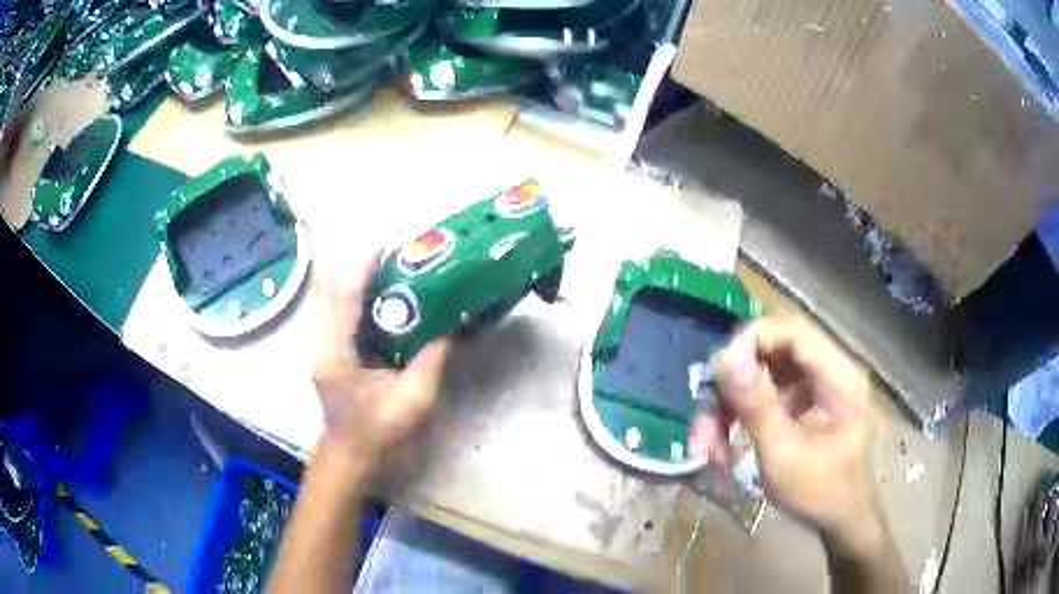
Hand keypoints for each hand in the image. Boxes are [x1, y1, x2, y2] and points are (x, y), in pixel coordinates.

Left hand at [311, 254, 448, 475]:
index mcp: (336, 353)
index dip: (363, 264)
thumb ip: (431, 361)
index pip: (343, 295)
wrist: (349, 456)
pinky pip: (338, 307)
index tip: (390, 242)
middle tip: (397, 250)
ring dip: (358, 274)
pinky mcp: (327, 345)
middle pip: (331, 285)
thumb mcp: (413, 401)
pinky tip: (384, 292)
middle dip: (361, 262)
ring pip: (332, 293)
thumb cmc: (378, 433)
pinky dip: (358, 292)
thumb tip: (451, 325)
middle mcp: (321, 340)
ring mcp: (320, 342)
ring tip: (393, 264)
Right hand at [690, 317, 876, 539]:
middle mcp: (826, 372)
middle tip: (704, 421)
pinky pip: (759, 396)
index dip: (752, 341)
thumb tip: (724, 358)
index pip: (793, 332)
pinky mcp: (796, 404)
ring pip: (758, 376)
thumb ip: (757, 406)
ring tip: (706, 446)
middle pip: (770, 353)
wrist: (836, 520)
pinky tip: (721, 449)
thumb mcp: (785, 454)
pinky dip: (736, 419)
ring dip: (727, 407)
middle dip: (732, 386)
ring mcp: (810, 388)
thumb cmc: (819, 492)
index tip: (716, 374)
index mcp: (839, 377)